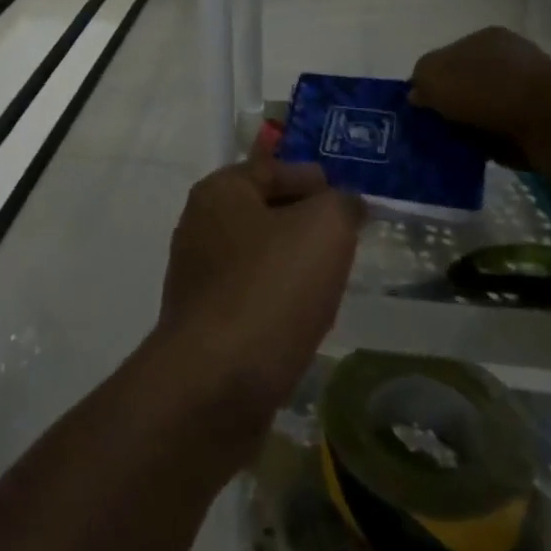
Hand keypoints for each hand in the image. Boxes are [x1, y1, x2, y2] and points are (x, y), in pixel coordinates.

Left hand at [154, 150, 362, 444]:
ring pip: (259, 256)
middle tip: (348, 243)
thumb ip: (341, 204)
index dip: (317, 181)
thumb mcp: (324, 229)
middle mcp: (199, 225)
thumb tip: (344, 204)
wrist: (215, 382)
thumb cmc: (270, 289)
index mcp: (219, 191)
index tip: (353, 206)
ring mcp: (197, 275)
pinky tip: (303, 319)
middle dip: (307, 223)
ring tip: (330, 282)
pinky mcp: (203, 320)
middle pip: (266, 211)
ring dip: (294, 265)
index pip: (275, 168)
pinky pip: (251, 295)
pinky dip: (278, 300)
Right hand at [409, 26, 550, 166]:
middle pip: (467, 83)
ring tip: (451, 146)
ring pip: (485, 110)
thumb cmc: (486, 88)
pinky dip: (489, 144)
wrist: (550, 121)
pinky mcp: (541, 122)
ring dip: (470, 127)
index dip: (430, 80)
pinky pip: (503, 134)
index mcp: (485, 38)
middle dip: (450, 105)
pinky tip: (475, 154)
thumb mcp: (434, 75)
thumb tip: (419, 94)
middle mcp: (508, 59)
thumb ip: (420, 80)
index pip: (448, 56)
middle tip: (432, 128)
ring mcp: (528, 90)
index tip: (420, 106)